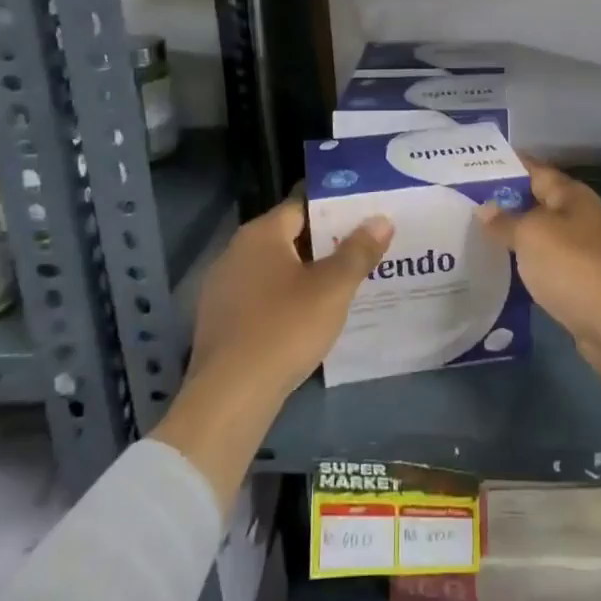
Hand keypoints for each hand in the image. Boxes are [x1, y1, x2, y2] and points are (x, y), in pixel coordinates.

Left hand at [188, 197, 394, 401]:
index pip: (301, 206)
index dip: (334, 210)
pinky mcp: (219, 320)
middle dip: (323, 244)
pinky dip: (283, 299)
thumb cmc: (285, 328)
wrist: (230, 395)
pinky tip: (306, 318)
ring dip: (303, 274)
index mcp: (260, 234)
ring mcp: (222, 287)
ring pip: (273, 269)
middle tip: (360, 252)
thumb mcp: (332, 289)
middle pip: (287, 237)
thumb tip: (380, 220)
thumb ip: (358, 251)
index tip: (363, 219)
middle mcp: (235, 251)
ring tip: (341, 285)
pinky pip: (259, 296)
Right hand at [478, 157, 600, 438]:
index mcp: (572, 195)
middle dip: (504, 203)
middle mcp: (580, 218)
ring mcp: (582, 251)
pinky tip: (498, 270)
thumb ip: (505, 221)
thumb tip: (485, 208)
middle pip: (536, 203)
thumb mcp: (531, 235)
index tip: (472, 165)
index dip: (506, 165)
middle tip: (463, 203)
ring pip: (539, 236)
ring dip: (512, 237)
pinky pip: (545, 266)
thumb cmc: (574, 266)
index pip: (534, 170)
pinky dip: (524, 266)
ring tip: (472, 235)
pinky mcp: (580, 283)